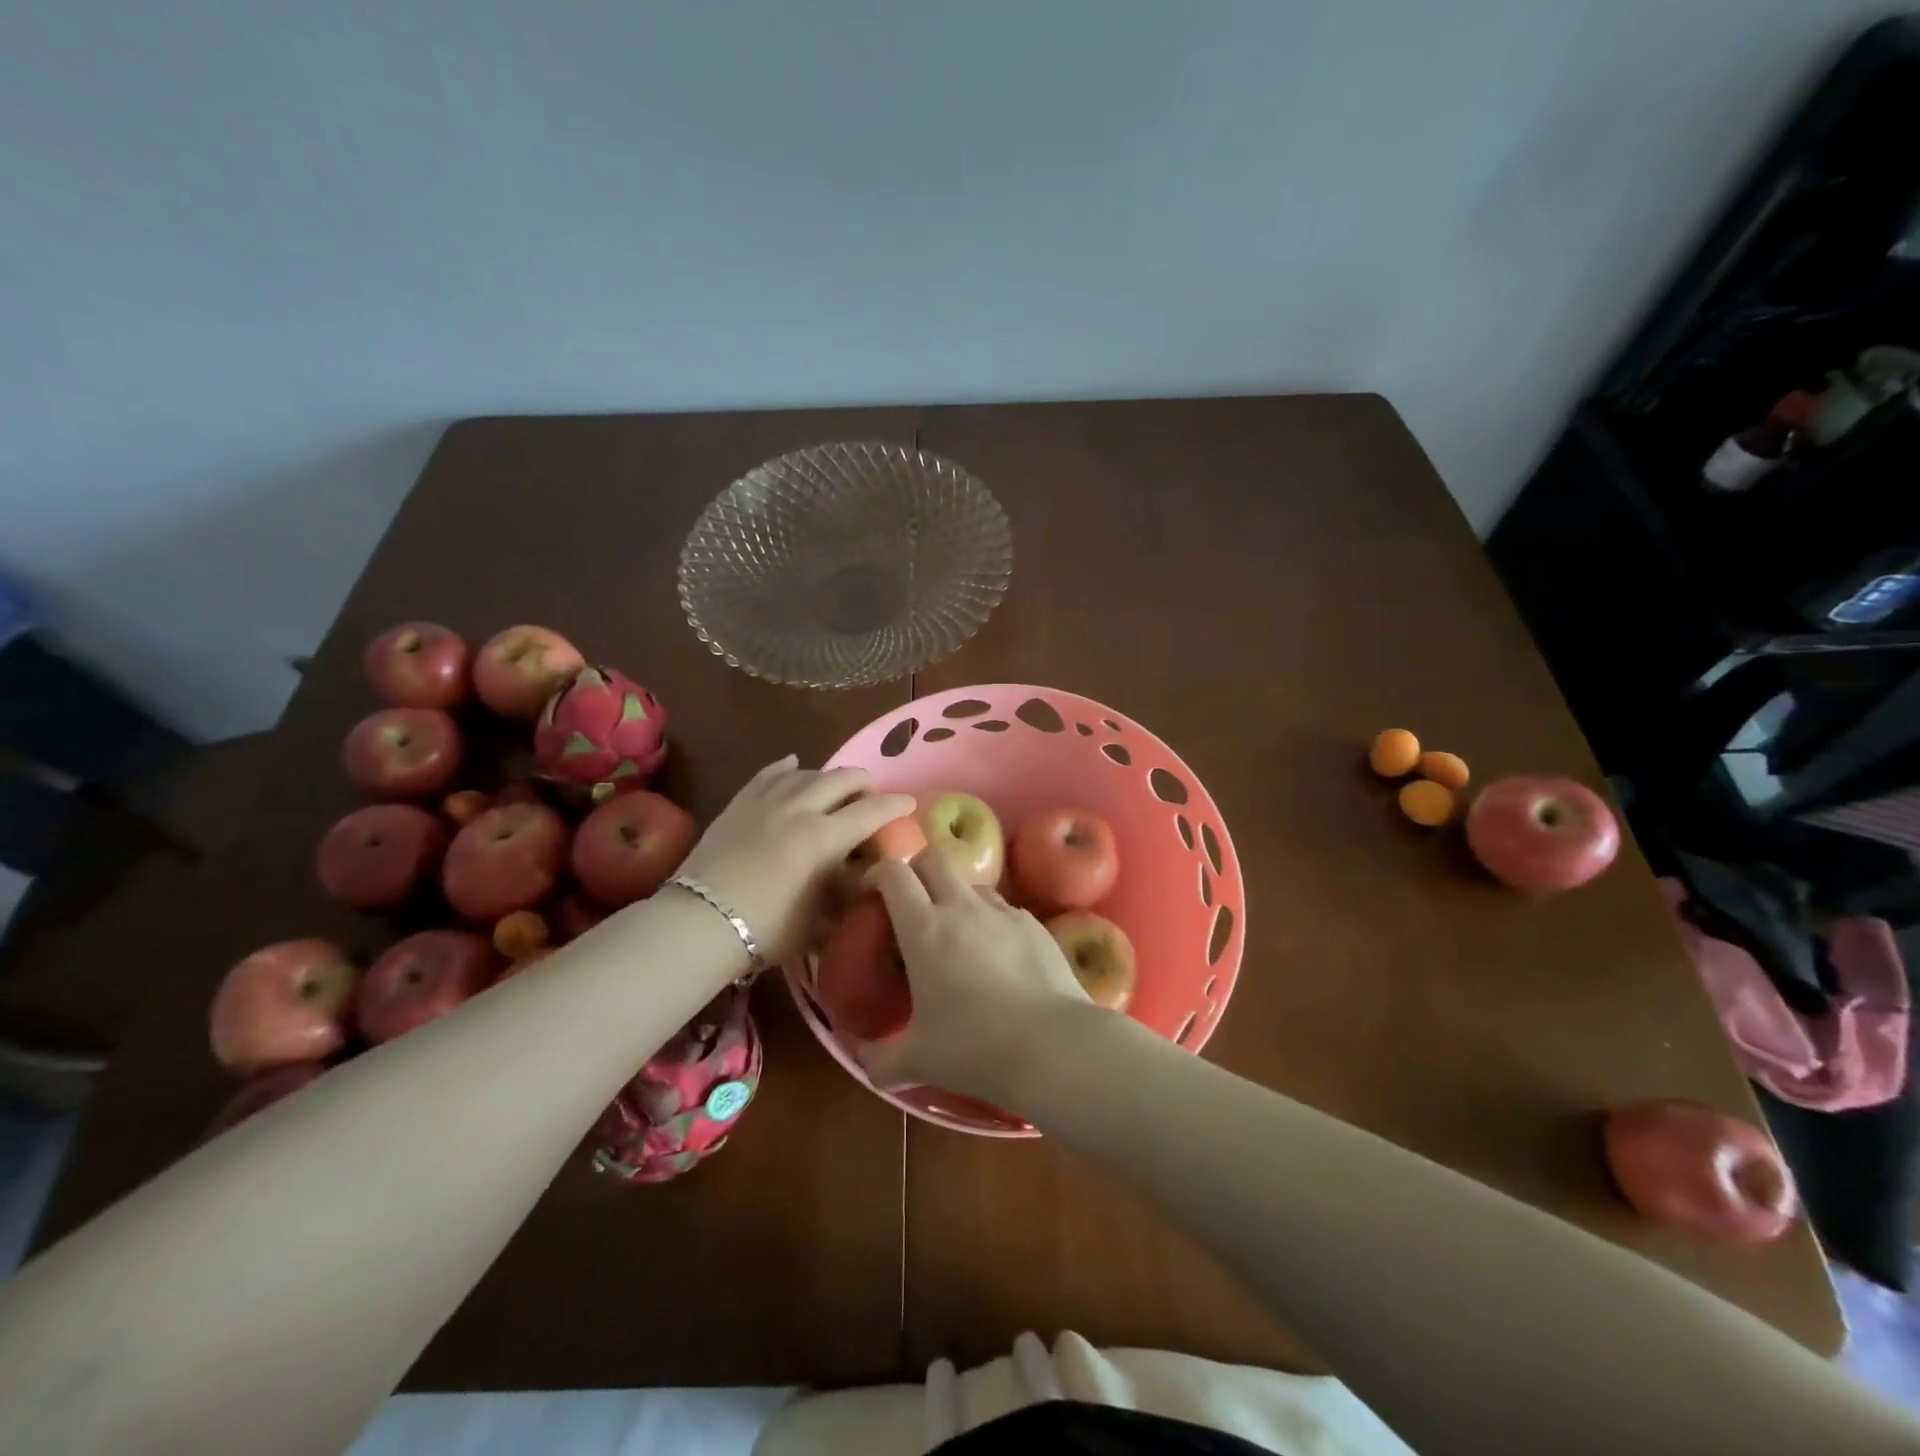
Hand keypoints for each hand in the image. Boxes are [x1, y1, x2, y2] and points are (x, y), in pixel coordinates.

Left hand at [677, 756, 914, 964]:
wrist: (700, 923)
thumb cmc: (767, 929)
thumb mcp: (820, 919)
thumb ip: (847, 893)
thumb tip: (865, 878)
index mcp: (825, 837)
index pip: (872, 811)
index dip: (895, 805)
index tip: (909, 803)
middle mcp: (800, 809)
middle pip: (842, 779)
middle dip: (864, 783)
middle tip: (871, 796)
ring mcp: (767, 801)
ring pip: (808, 772)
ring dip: (829, 777)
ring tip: (835, 788)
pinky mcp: (740, 803)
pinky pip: (768, 774)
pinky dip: (786, 767)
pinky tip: (794, 763)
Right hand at [855, 851, 1091, 1103]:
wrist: (1054, 1046)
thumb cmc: (975, 1048)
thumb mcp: (918, 1062)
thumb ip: (882, 1061)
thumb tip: (865, 1065)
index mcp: (924, 929)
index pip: (894, 874)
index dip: (878, 874)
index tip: (871, 892)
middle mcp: (962, 907)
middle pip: (934, 859)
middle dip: (917, 871)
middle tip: (912, 903)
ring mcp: (1003, 912)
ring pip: (972, 882)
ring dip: (956, 895)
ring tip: (956, 932)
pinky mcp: (1034, 924)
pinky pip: (1004, 908)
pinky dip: (990, 919)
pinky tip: (995, 953)